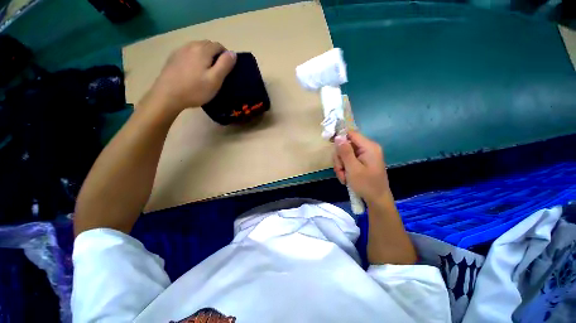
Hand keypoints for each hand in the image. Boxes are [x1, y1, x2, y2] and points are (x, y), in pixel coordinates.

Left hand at [146, 40, 236, 112]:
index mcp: (203, 50)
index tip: (227, 68)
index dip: (226, 55)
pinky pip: (188, 53)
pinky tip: (193, 71)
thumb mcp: (215, 80)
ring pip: (197, 48)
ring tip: (206, 71)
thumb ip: (225, 65)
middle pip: (208, 44)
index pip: (219, 45)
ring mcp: (180, 50)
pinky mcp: (173, 57)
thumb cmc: (195, 89)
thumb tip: (233, 53)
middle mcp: (191, 45)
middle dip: (215, 54)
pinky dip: (194, 58)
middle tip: (218, 71)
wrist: (168, 95)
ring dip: (205, 55)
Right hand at [333, 130, 390, 203]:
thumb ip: (345, 152)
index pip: (351, 134)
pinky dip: (344, 169)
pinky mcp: (361, 162)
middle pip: (345, 146)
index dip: (339, 137)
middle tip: (340, 170)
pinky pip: (348, 161)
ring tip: (344, 177)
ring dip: (341, 166)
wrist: (377, 200)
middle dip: (340, 159)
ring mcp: (364, 156)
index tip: (330, 144)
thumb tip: (338, 137)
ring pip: (344, 155)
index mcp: (368, 147)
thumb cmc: (366, 185)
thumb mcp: (353, 168)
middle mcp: (367, 149)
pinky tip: (346, 178)